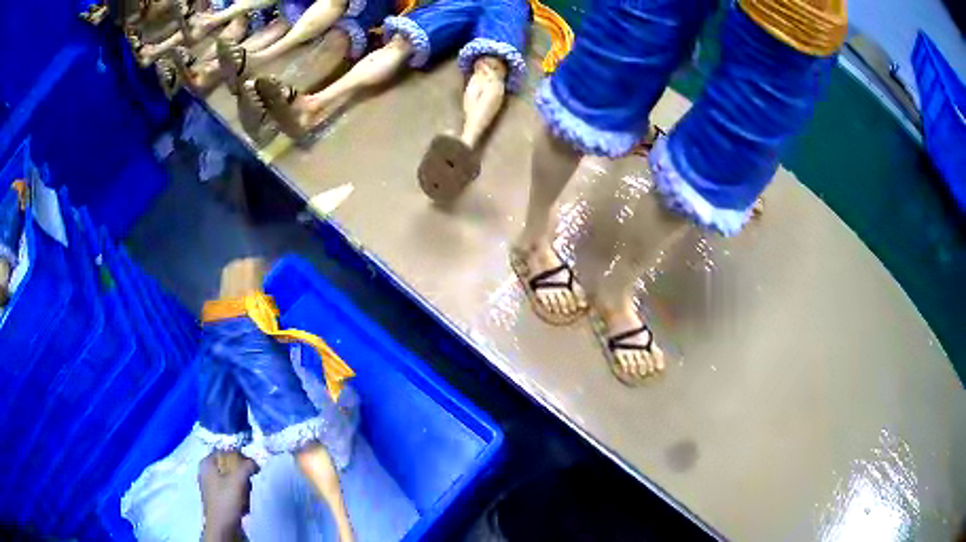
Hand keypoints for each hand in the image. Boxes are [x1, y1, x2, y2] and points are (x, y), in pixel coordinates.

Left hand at [199, 452, 258, 540]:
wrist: (221, 527)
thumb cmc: (226, 501)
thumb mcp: (237, 480)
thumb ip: (246, 466)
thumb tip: (254, 462)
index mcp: (207, 463)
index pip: (227, 452)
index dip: (241, 458)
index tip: (253, 469)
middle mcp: (207, 472)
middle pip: (231, 467)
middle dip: (243, 477)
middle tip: (248, 486)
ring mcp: (211, 485)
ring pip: (233, 480)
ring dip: (243, 489)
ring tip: (246, 498)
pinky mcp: (218, 498)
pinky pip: (231, 491)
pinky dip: (239, 496)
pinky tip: (243, 505)